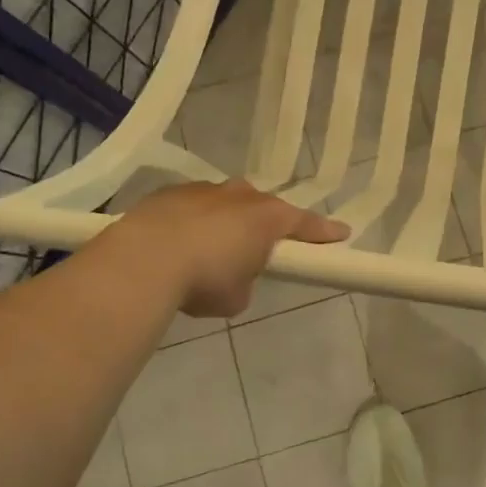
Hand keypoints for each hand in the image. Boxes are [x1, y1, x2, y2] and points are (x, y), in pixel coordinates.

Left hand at [108, 180, 349, 317]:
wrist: (143, 260)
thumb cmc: (204, 279)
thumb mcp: (236, 297)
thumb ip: (245, 282)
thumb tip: (233, 278)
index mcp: (267, 218)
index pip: (305, 224)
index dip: (324, 232)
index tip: (341, 234)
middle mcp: (240, 195)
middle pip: (262, 208)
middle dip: (263, 225)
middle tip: (257, 250)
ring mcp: (203, 189)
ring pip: (224, 203)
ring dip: (224, 223)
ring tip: (208, 252)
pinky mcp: (169, 193)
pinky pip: (192, 208)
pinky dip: (191, 223)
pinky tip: (176, 246)